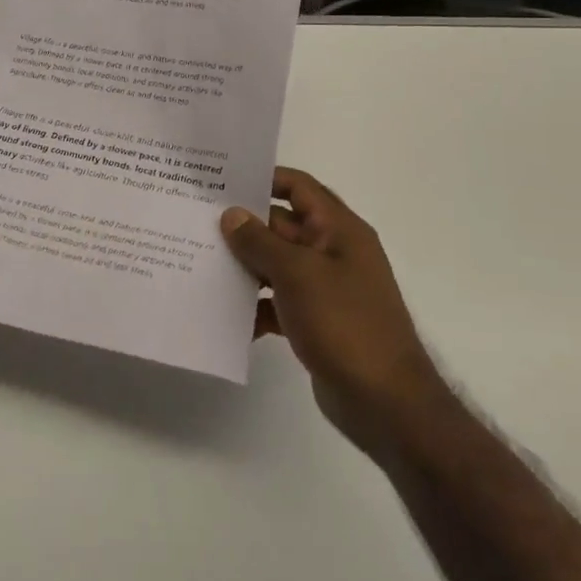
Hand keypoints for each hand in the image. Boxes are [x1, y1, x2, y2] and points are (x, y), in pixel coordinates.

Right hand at [222, 167, 439, 451]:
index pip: (299, 187)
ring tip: (200, 264)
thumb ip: (260, 242)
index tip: (222, 181)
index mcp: (339, 230)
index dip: (264, 179)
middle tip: (196, 223)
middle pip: (282, 226)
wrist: (385, 402)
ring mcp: (325, 289)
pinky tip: (225, 316)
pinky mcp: (315, 322)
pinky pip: (278, 302)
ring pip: (276, 265)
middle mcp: (333, 252)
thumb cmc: (344, 324)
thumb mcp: (297, 274)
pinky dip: (255, 306)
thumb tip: (231, 214)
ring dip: (244, 267)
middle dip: (243, 226)